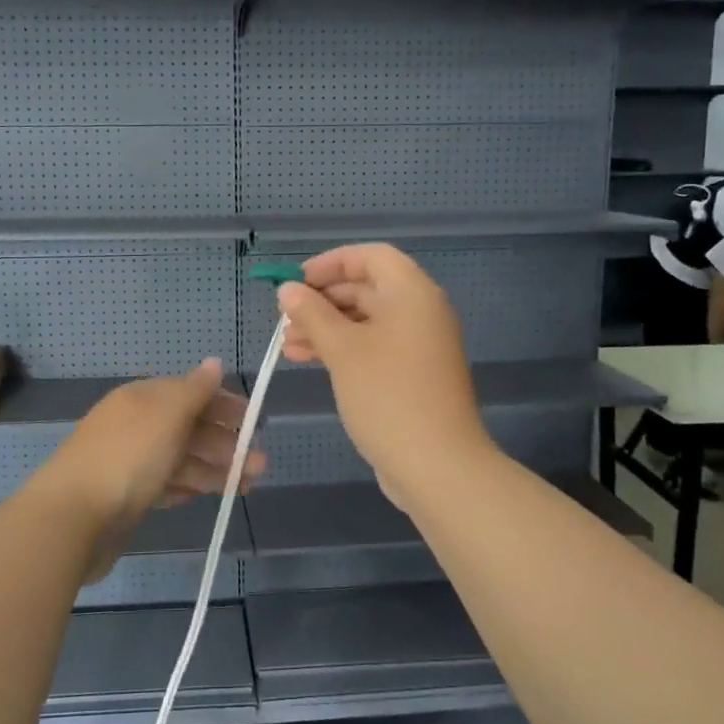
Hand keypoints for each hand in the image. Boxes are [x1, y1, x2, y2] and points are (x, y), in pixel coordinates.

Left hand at [33, 359, 264, 581]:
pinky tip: (209, 495)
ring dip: (215, 468)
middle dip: (226, 443)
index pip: (190, 394)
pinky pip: (166, 485)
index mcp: (142, 398)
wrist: (73, 518)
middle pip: (189, 428)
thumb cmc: (128, 457)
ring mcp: (129, 463)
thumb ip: (195, 389)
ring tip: (248, 485)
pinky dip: (189, 487)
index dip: (224, 406)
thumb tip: (215, 362)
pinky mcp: (126, 497)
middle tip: (260, 465)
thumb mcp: (167, 414)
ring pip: (181, 459)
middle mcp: (135, 425)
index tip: (256, 423)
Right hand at [277, 244, 490, 507]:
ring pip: (366, 321)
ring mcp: (418, 346)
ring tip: (286, 345)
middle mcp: (420, 312)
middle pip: (367, 288)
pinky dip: (342, 349)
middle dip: (322, 300)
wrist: (437, 466)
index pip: (371, 256)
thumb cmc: (388, 396)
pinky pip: (373, 347)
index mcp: (412, 293)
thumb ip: (312, 314)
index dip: (331, 263)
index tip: (296, 281)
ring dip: (326, 327)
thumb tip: (288, 290)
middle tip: (285, 318)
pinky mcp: (412, 374)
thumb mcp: (342, 350)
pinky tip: (308, 360)